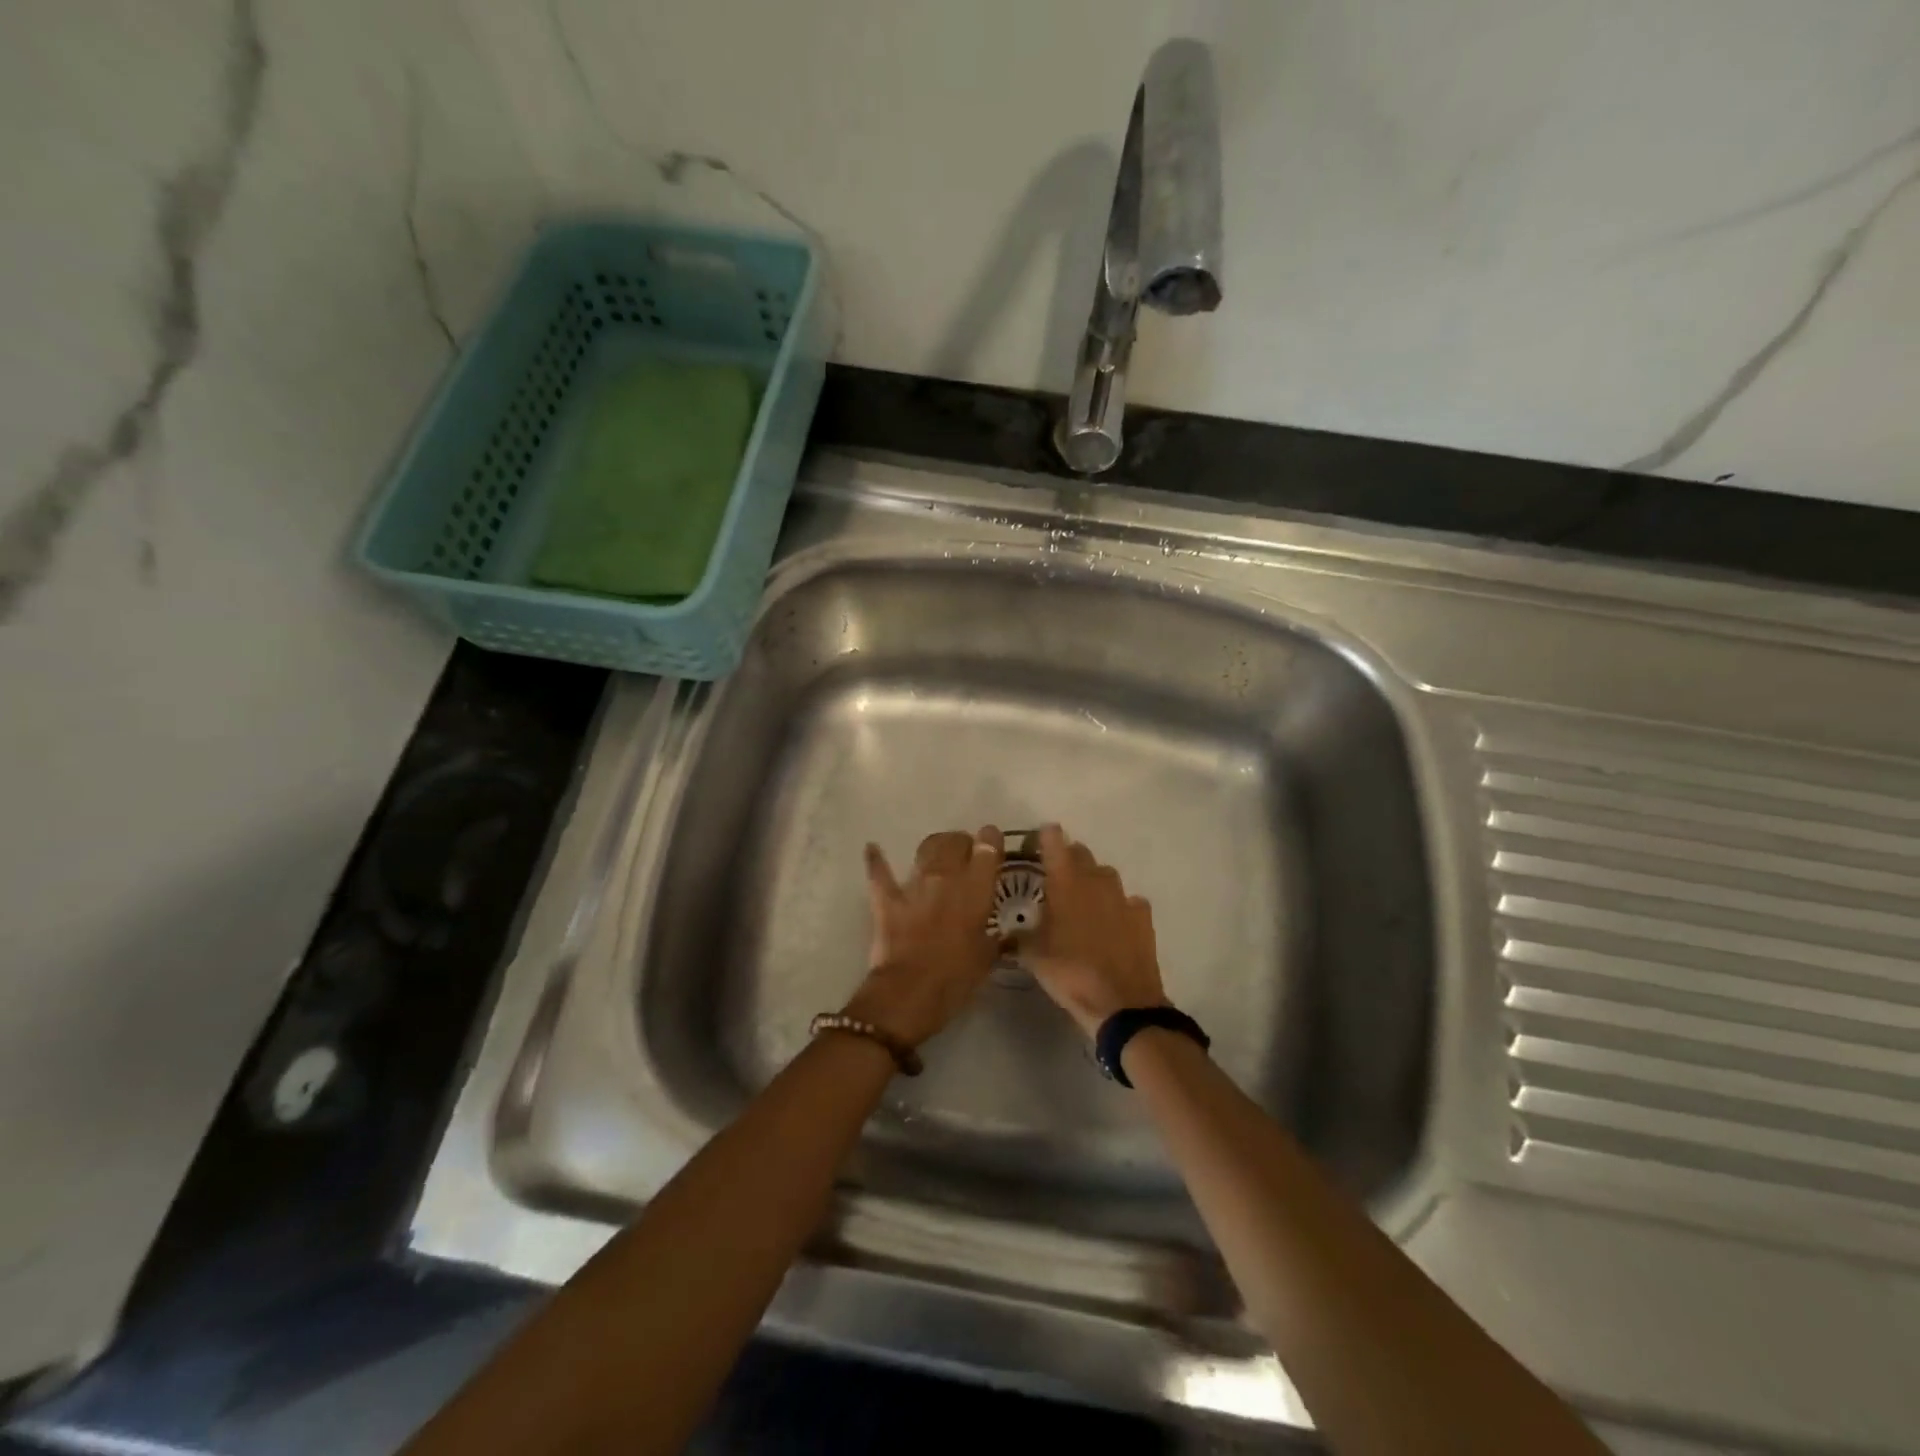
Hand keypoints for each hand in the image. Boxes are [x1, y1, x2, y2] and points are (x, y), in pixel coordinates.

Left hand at [843, 826, 1005, 1047]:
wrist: (909, 993)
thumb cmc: (956, 978)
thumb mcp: (987, 958)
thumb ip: (994, 938)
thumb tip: (1001, 934)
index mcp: (976, 890)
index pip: (988, 849)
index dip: (991, 841)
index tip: (992, 843)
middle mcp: (946, 877)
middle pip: (955, 842)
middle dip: (963, 842)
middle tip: (966, 853)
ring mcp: (914, 886)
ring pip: (926, 848)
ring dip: (934, 847)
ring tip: (938, 854)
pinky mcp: (887, 899)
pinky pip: (879, 872)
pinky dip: (876, 859)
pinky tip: (872, 848)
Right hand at [1026, 824, 1167, 1037]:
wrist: (1121, 1003)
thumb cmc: (1070, 973)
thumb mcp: (1033, 957)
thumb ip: (1019, 938)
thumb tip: (1006, 935)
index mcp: (1065, 883)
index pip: (1054, 842)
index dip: (1045, 837)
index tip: (1038, 838)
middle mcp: (1095, 880)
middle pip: (1081, 853)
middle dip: (1069, 858)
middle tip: (1056, 875)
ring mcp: (1123, 897)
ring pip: (1106, 874)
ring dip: (1094, 880)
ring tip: (1083, 899)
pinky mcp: (1143, 917)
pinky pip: (1129, 901)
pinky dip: (1120, 906)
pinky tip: (1113, 922)